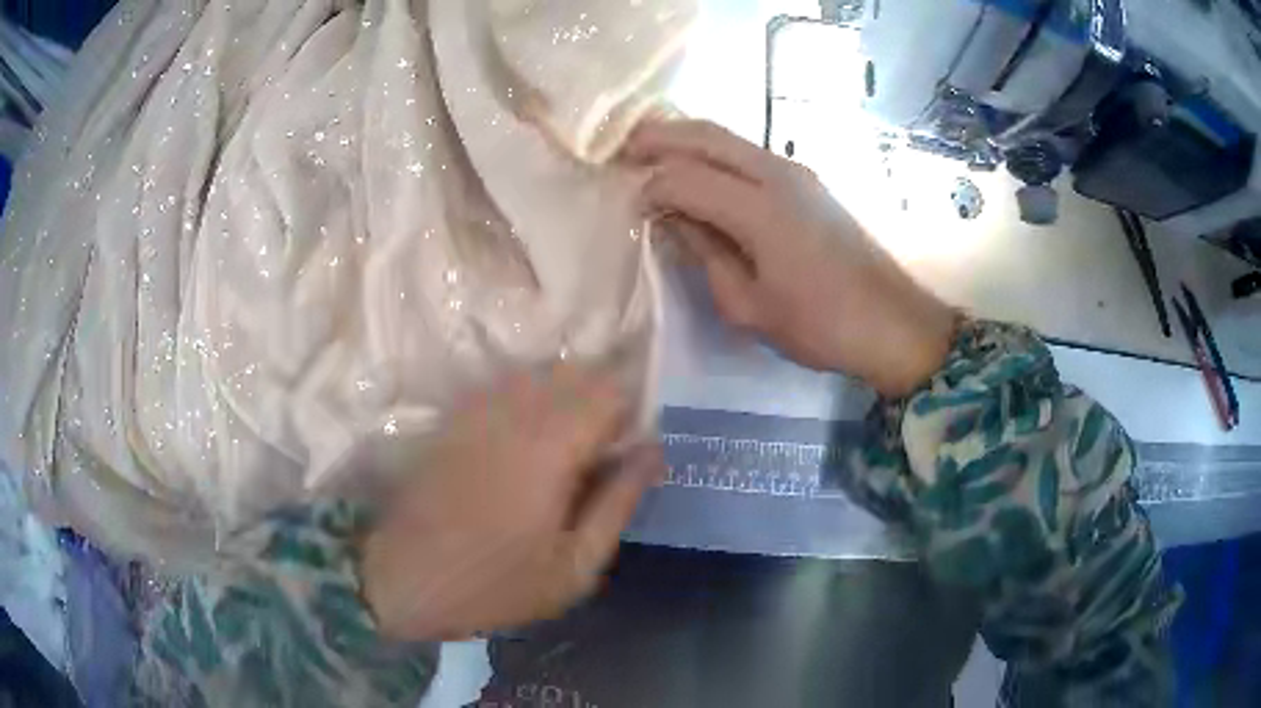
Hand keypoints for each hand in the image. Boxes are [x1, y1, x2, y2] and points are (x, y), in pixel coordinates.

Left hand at [360, 364, 663, 640]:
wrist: (404, 579)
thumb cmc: (496, 585)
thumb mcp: (575, 567)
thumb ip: (619, 503)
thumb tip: (653, 451)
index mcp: (552, 447)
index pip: (610, 391)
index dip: (632, 413)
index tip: (630, 451)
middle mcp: (516, 412)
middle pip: (577, 373)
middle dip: (602, 401)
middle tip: (601, 455)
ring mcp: (479, 409)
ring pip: (540, 374)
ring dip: (566, 398)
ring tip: (566, 449)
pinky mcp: (456, 417)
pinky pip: (505, 387)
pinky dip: (530, 401)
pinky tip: (525, 442)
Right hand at [623, 120, 956, 396]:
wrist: (892, 322)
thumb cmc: (820, 325)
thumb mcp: (748, 306)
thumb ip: (704, 254)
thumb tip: (673, 221)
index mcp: (759, 208)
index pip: (683, 177)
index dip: (649, 188)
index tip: (629, 208)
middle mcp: (776, 173)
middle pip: (704, 134)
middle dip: (657, 136)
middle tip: (621, 150)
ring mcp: (796, 171)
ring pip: (727, 137)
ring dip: (685, 139)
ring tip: (650, 153)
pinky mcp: (807, 180)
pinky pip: (747, 152)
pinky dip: (713, 153)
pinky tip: (698, 171)